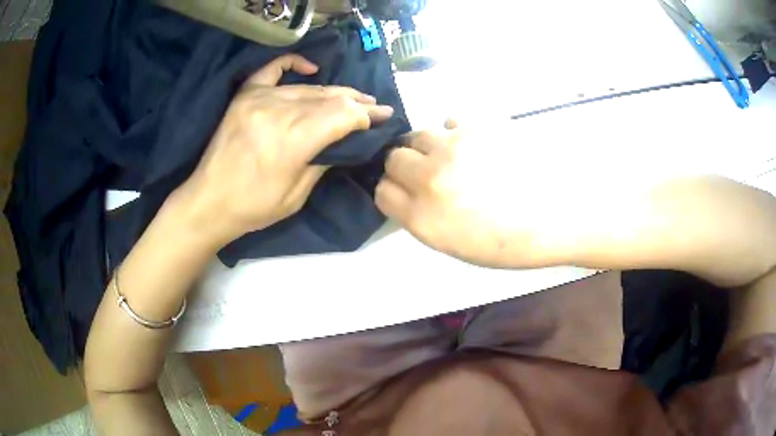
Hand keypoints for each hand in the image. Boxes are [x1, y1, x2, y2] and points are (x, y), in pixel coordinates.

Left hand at [172, 54, 394, 246]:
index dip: (366, 116)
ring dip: (335, 91)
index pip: (342, 114)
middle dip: (357, 102)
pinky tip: (311, 68)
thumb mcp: (297, 196)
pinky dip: (294, 64)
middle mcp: (279, 111)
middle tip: (376, 106)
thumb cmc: (254, 207)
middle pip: (330, 97)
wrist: (208, 201)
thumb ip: (324, 161)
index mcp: (294, 140)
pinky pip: (272, 70)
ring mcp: (259, 99)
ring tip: (354, 97)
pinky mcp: (245, 96)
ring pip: (309, 87)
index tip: (382, 119)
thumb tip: (346, 141)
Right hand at [375, 121, 532, 267]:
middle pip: (393, 158)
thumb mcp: (451, 244)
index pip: (382, 191)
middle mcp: (429, 179)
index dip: (392, 190)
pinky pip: (449, 122)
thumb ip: (420, 216)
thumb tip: (407, 191)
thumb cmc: (504, 242)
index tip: (405, 191)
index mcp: (422, 218)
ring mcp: (453, 149)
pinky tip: (472, 147)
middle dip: (404, 165)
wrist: (551, 219)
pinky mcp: (476, 129)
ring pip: (418, 135)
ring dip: (427, 147)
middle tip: (427, 173)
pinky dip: (454, 133)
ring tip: (451, 158)